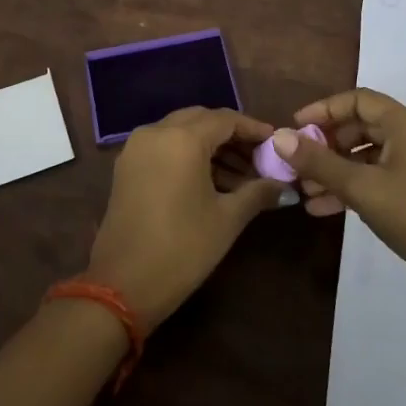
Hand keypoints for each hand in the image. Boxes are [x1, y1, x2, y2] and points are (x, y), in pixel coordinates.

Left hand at [85, 107, 286, 329]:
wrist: (122, 286)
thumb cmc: (182, 249)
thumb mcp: (227, 219)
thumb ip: (257, 192)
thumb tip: (284, 185)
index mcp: (182, 139)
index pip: (225, 119)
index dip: (253, 128)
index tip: (275, 141)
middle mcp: (156, 132)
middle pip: (201, 120)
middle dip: (231, 135)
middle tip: (258, 157)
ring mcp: (136, 148)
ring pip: (181, 131)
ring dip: (210, 146)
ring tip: (240, 176)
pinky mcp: (126, 166)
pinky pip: (164, 146)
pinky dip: (188, 154)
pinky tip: (210, 180)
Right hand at [276, 88, 405, 307]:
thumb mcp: (362, 188)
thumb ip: (319, 162)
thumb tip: (279, 137)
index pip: (358, 100)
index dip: (323, 110)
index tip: (295, 128)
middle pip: (363, 127)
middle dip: (327, 145)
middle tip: (299, 163)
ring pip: (371, 156)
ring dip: (338, 170)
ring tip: (307, 191)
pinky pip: (383, 177)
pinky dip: (357, 187)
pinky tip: (327, 208)